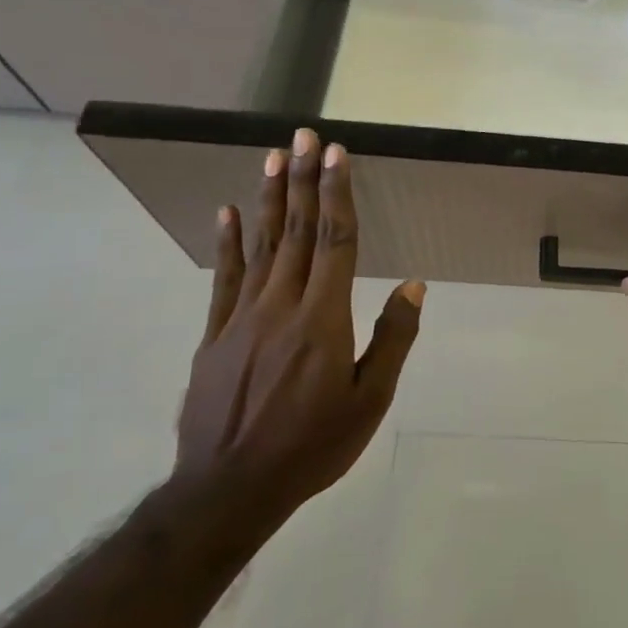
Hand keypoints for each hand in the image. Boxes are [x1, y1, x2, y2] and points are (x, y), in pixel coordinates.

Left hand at [177, 129, 424, 524]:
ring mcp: (242, 318)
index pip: (335, 241)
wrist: (228, 490)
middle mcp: (282, 305)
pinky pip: (224, 280)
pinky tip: (228, 213)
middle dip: (303, 180)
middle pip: (297, 232)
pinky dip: (228, 244)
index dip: (337, 194)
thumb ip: (392, 338)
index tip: (336, 155)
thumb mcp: (370, 401)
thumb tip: (413, 286)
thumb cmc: (312, 446)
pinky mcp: (215, 336)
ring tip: (272, 158)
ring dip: (270, 199)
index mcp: (323, 318)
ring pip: (261, 246)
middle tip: (303, 137)